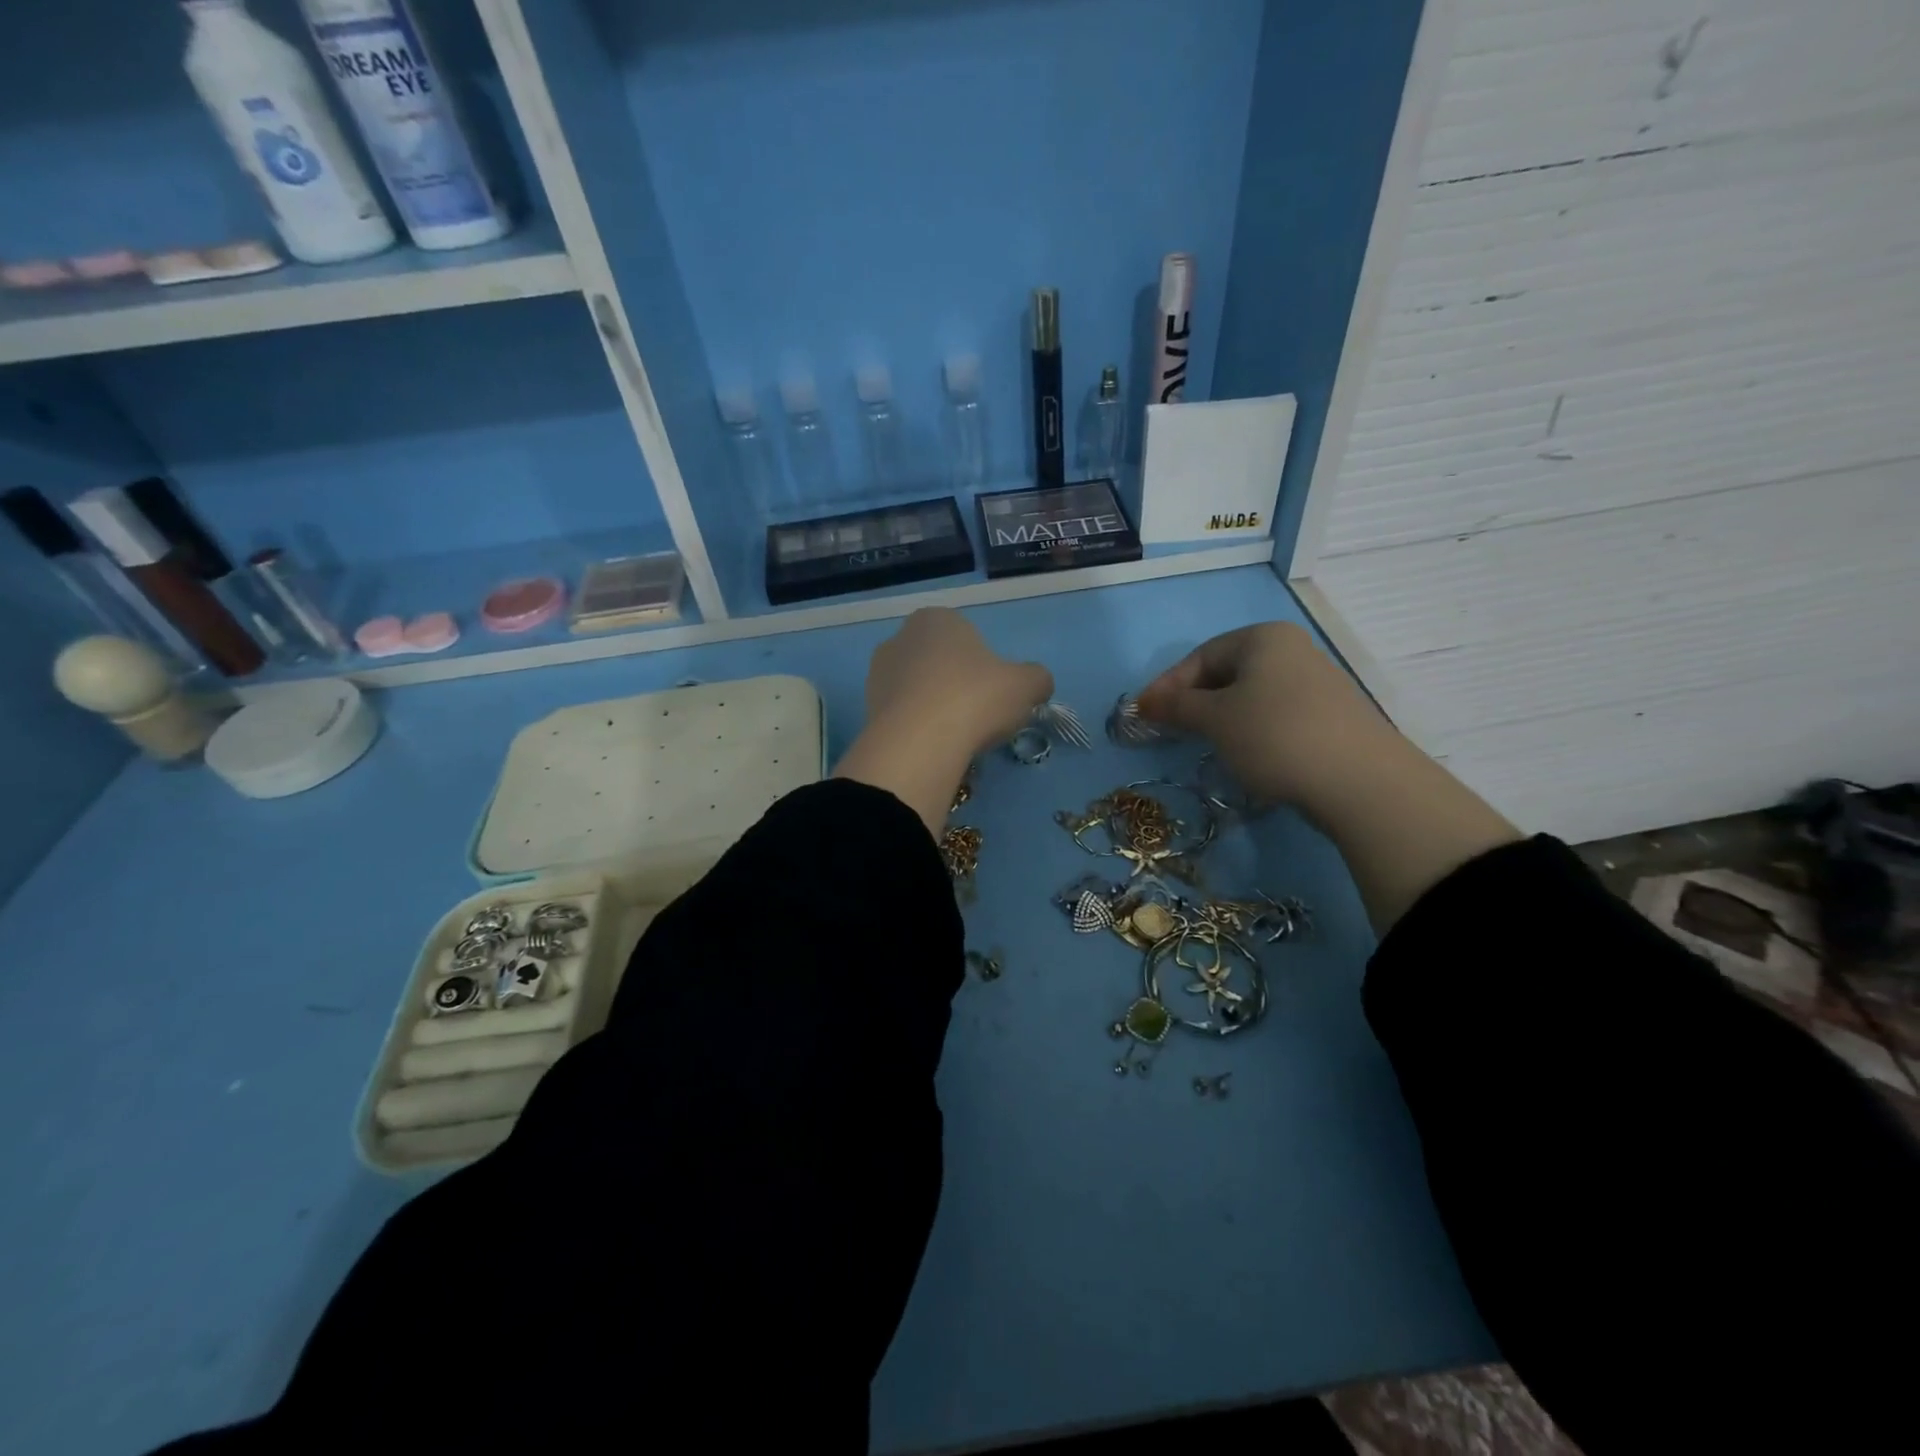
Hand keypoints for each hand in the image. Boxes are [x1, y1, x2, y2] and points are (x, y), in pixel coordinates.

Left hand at [864, 608, 1053, 757]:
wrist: (918, 742)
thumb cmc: (975, 698)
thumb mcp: (1025, 685)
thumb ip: (1037, 679)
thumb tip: (1038, 685)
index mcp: (937, 618)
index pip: (968, 638)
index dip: (986, 668)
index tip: (995, 695)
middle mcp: (901, 637)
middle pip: (941, 663)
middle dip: (958, 687)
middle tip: (978, 717)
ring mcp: (878, 673)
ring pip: (920, 690)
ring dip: (937, 708)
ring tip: (956, 737)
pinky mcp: (866, 708)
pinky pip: (903, 716)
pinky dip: (919, 729)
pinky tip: (934, 747)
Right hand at [1134, 622, 1392, 808]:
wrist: (1360, 781)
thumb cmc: (1273, 735)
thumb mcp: (1214, 719)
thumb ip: (1176, 706)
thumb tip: (1144, 702)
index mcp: (1263, 637)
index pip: (1200, 656)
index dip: (1167, 686)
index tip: (1144, 715)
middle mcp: (1292, 650)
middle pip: (1226, 673)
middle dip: (1194, 702)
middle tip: (1170, 731)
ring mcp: (1316, 682)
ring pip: (1250, 696)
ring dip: (1221, 719)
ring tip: (1205, 745)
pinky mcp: (1330, 715)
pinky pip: (1275, 715)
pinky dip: (1251, 731)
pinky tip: (1247, 755)